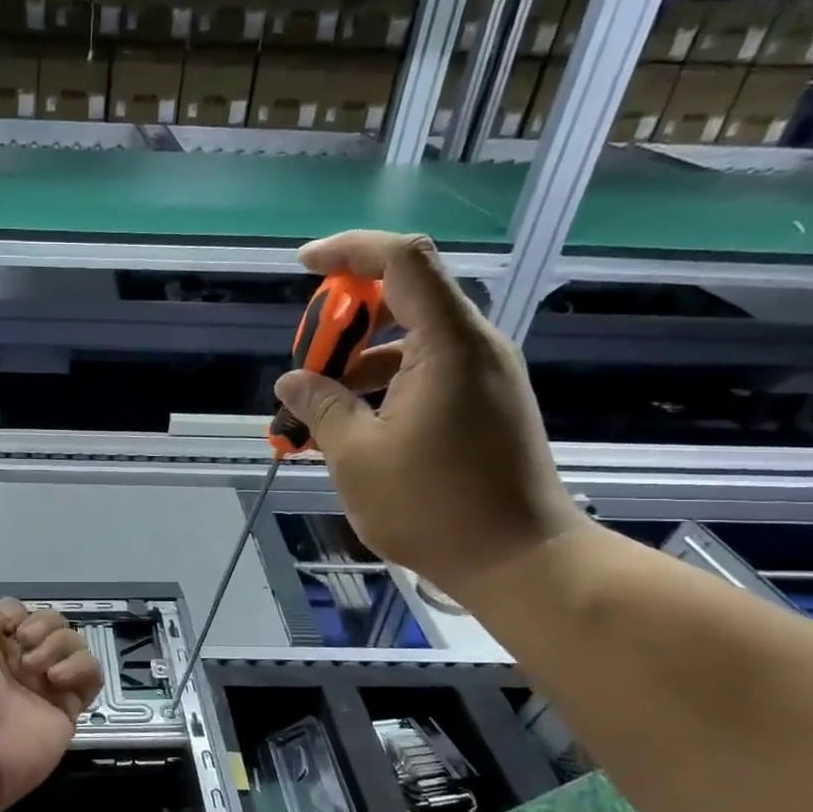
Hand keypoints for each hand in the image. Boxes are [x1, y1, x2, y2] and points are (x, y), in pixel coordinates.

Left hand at [0, 599, 103, 810]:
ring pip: (73, 643)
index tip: (5, 627)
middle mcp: (16, 663)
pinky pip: (92, 675)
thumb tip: (3, 620)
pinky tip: (57, 680)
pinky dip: (81, 668)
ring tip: (37, 669)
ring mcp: (44, 686)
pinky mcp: (67, 709)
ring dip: (59, 644)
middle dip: (42, 625)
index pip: (16, 612)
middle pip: (50, 622)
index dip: (14, 612)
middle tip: (24, 646)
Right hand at [274, 230, 587, 603]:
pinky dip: (387, 382)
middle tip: (308, 361)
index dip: (349, 251)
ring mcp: (485, 375)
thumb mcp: (357, 456)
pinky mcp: (486, 403)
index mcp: (447, 344)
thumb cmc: (433, 507)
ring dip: (362, 357)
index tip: (304, 267)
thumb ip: (321, 407)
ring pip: (414, 338)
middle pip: (406, 296)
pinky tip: (356, 423)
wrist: (520, 560)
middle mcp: (474, 346)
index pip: (401, 260)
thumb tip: (292, 381)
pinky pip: (429, 370)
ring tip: (320, 403)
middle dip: (346, 318)